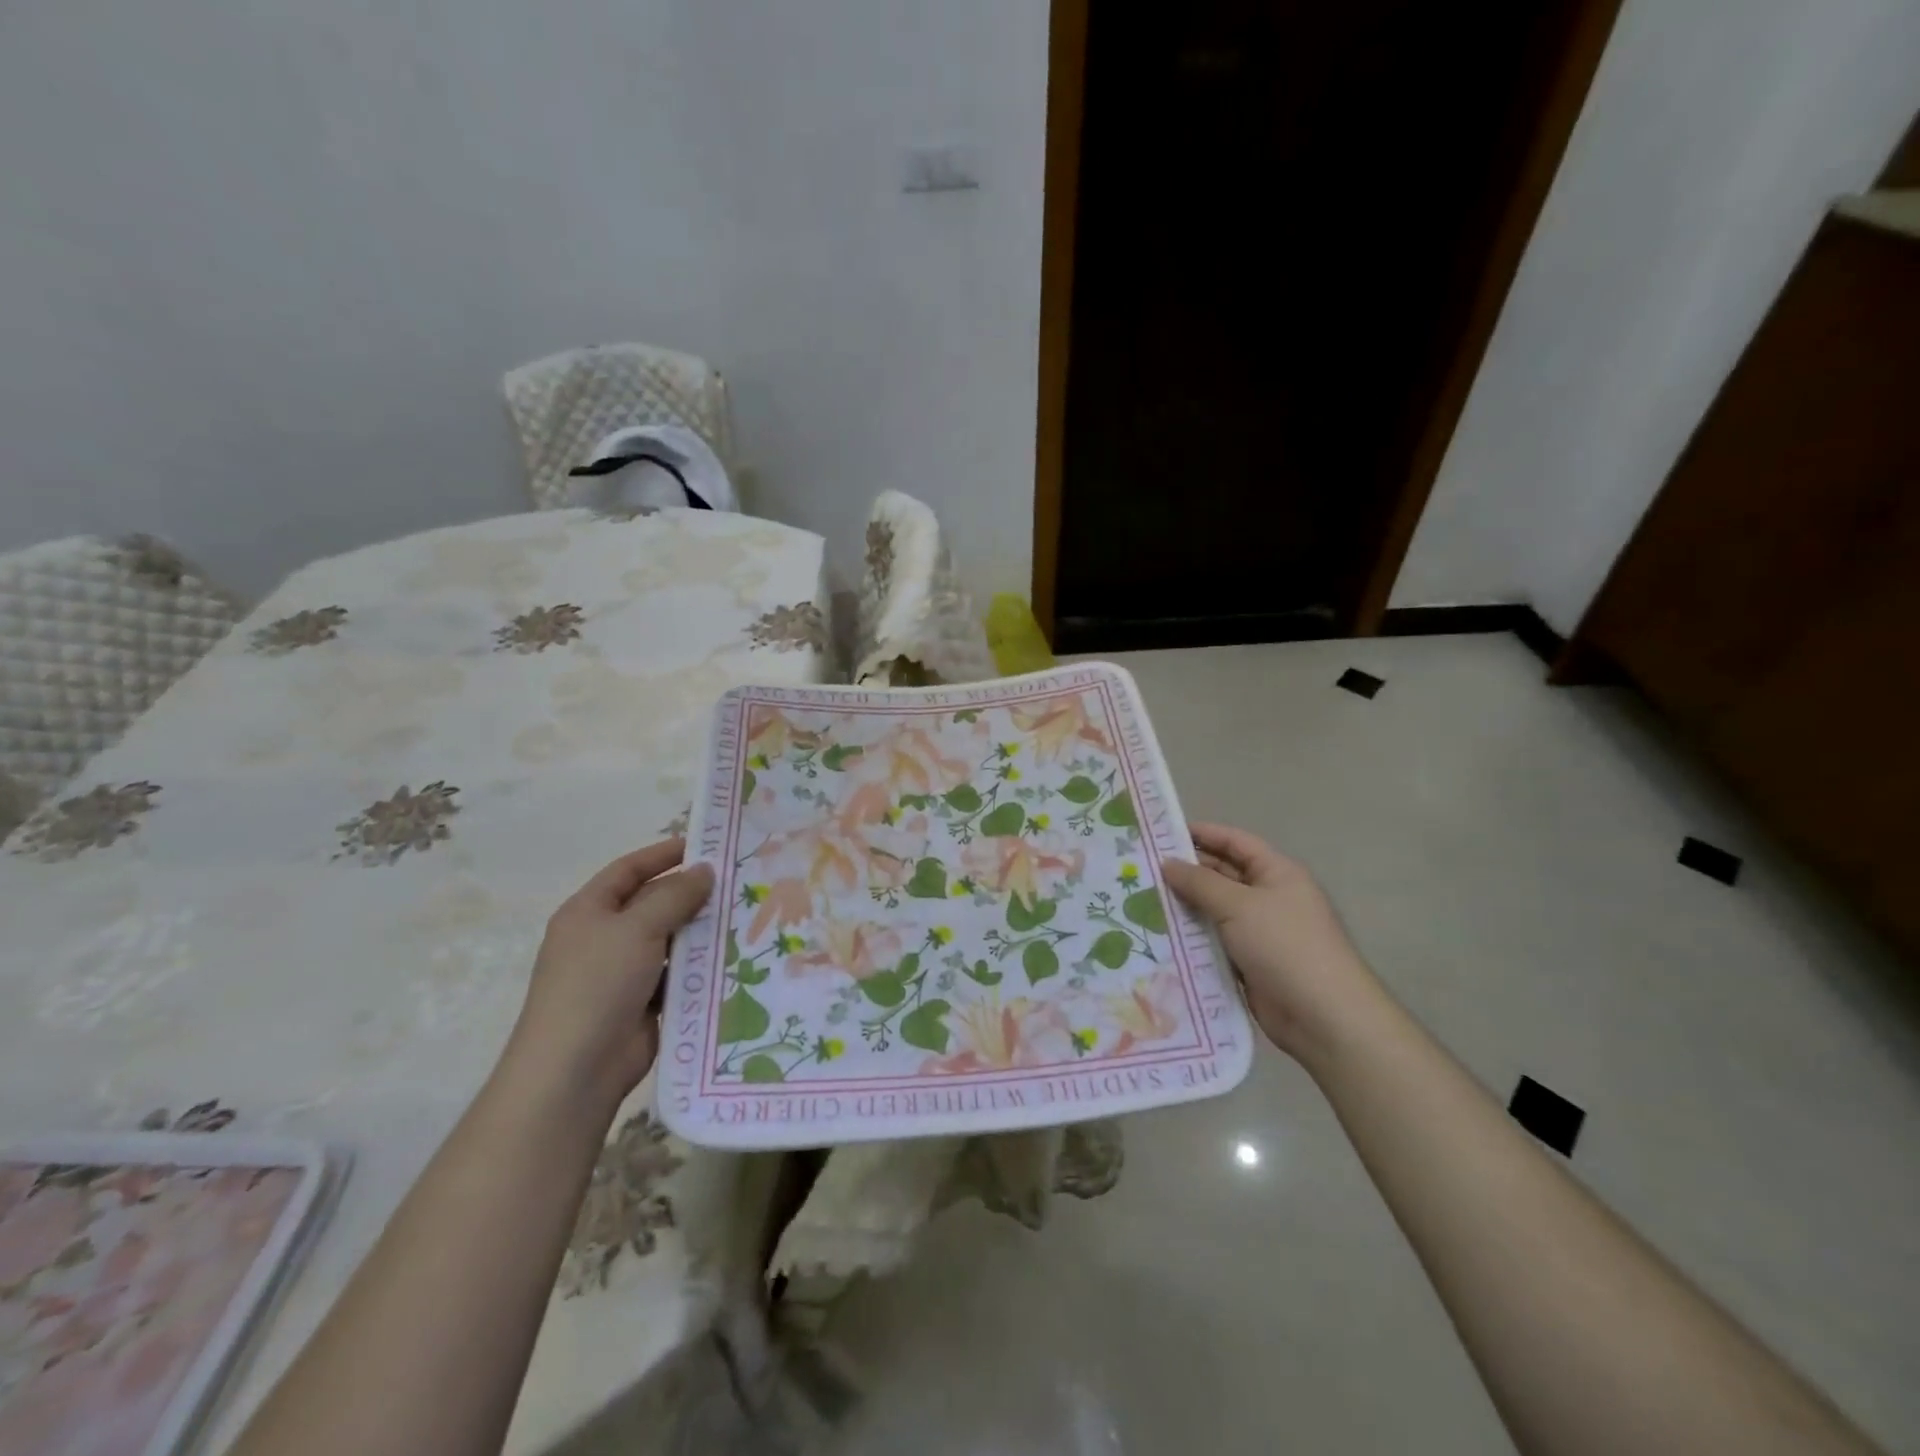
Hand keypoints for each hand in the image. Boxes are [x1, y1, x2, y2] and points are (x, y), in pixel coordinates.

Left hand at [503, 839, 713, 1113]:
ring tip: (746, 916)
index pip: (628, 870)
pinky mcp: (643, 1003)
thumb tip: (705, 870)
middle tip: (738, 881)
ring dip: (700, 931)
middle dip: (691, 894)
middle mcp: (604, 937)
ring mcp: (622, 973)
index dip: (663, 854)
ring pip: (670, 940)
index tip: (705, 845)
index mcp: (588, 911)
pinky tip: (734, 957)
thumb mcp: (637, 928)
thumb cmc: (598, 984)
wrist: (575, 1070)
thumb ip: (674, 896)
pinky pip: (677, 974)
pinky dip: (699, 967)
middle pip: (652, 904)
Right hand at [1161, 823, 1382, 1063]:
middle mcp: (1270, 897)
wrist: (1322, 1016)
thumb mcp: (1239, 905)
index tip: (1161, 833)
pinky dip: (1193, 937)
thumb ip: (1200, 882)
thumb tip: (1167, 863)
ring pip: (1215, 910)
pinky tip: (1159, 935)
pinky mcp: (1250, 962)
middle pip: (1223, 875)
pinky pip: (1215, 941)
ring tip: (1141, 900)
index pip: (1235, 842)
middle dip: (1187, 871)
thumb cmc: (1284, 945)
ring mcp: (1260, 932)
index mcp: (1277, 873)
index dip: (1202, 833)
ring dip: (1185, 906)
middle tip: (1142, 869)